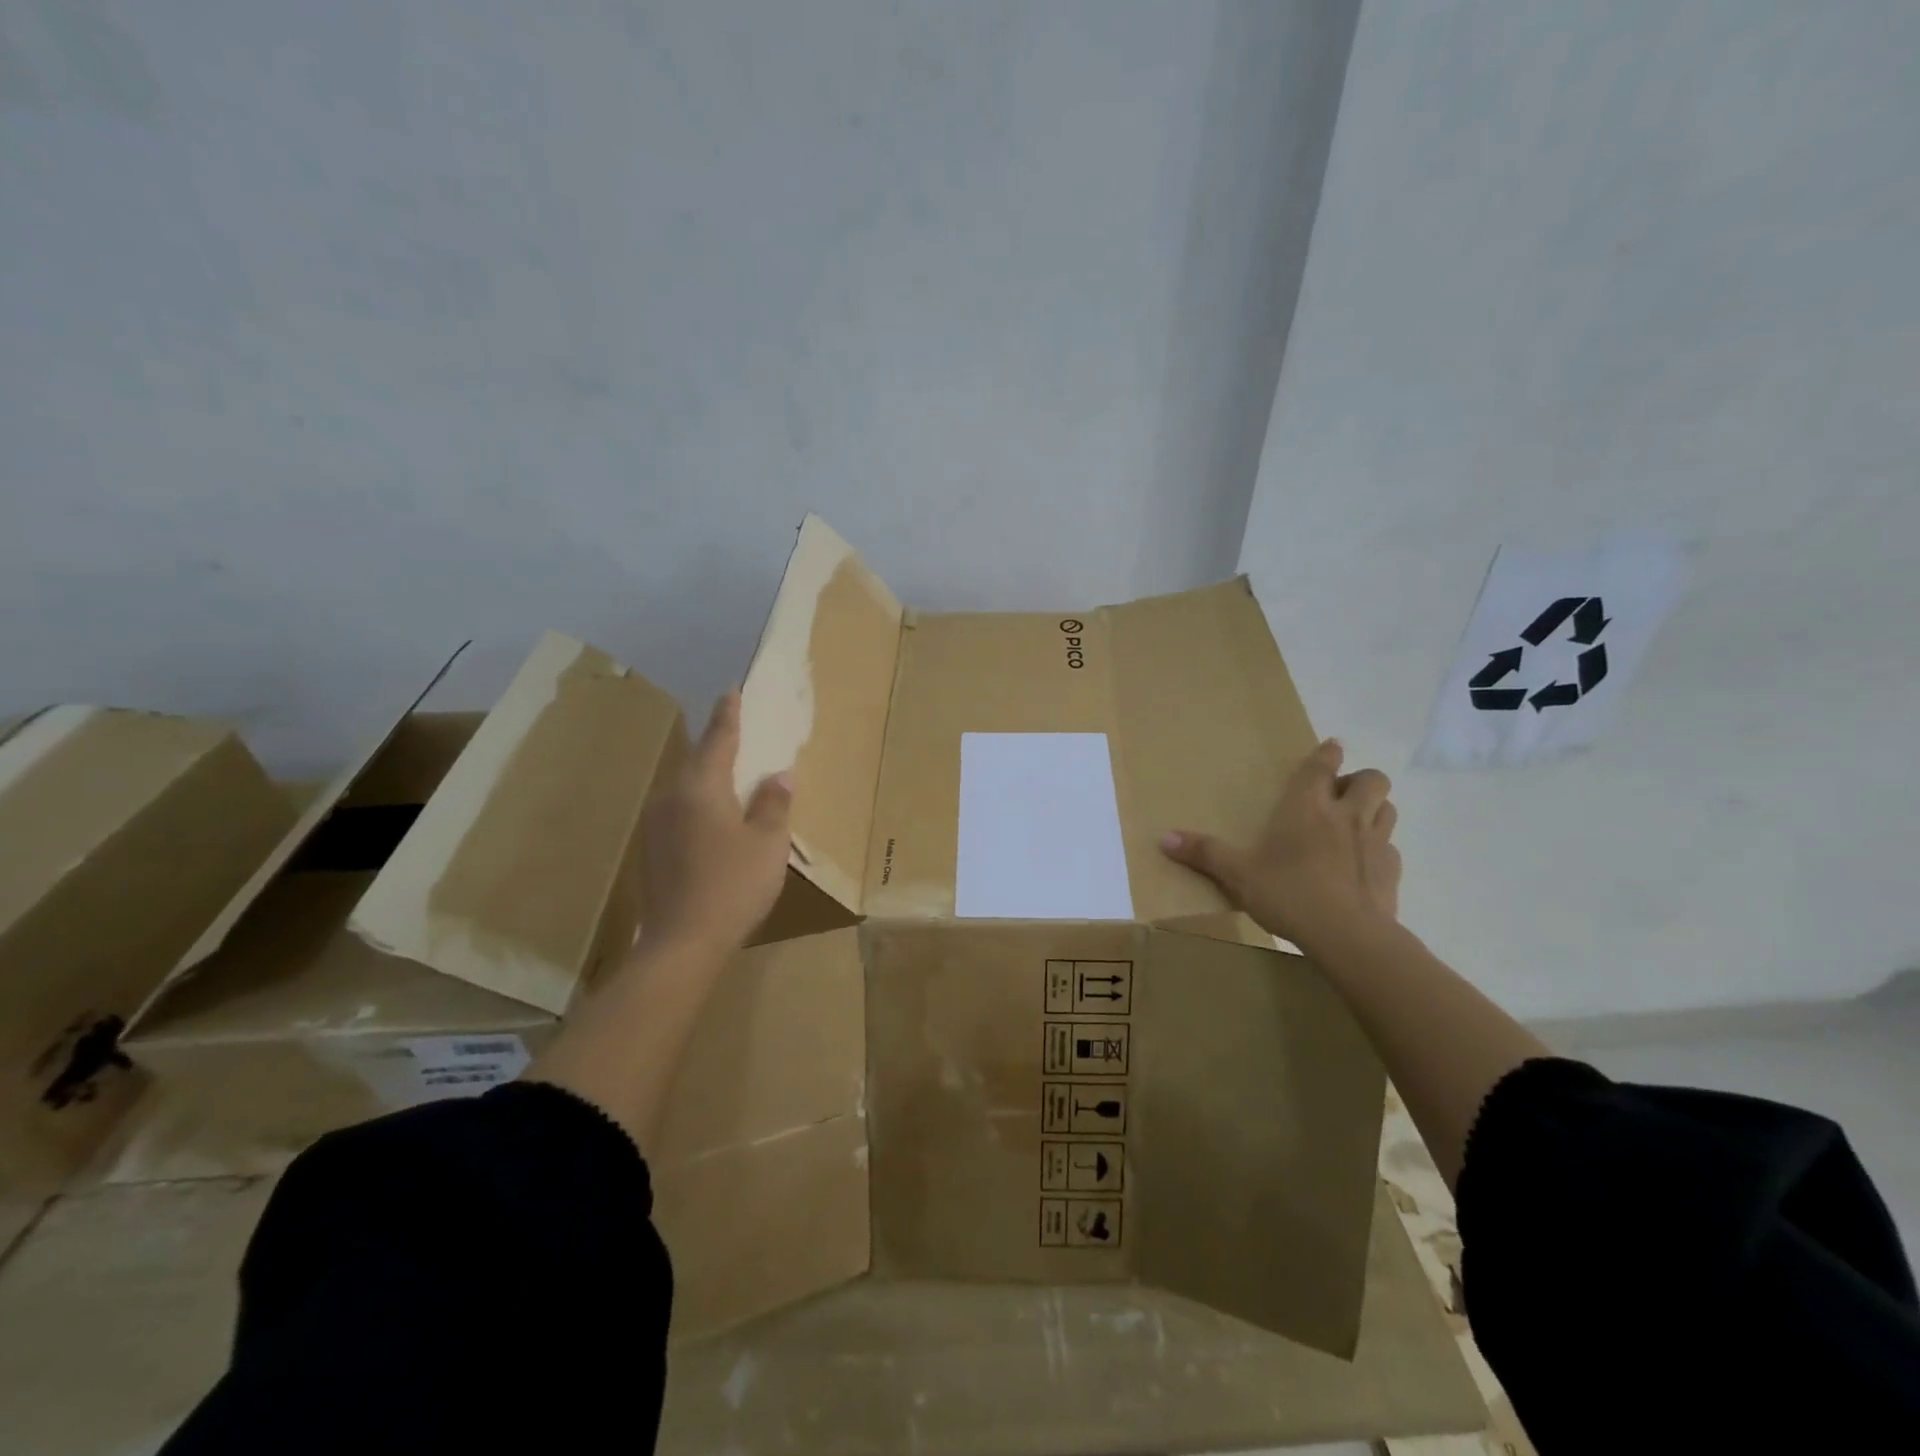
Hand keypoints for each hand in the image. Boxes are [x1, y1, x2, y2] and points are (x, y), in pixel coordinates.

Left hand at [639, 691, 792, 954]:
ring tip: (731, 771)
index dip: (728, 716)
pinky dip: (701, 803)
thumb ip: (773, 804)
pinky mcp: (653, 850)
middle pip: (697, 762)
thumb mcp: (767, 843)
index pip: (718, 740)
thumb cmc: (733, 885)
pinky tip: (716, 816)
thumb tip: (778, 776)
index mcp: (701, 788)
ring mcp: (657, 825)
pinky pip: (681, 811)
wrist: (682, 943)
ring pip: (687, 788)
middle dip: (717, 745)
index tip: (732, 691)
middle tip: (736, 729)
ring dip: (709, 776)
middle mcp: (671, 798)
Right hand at [1160, 739, 1401, 950]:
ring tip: (1354, 824)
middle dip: (1360, 779)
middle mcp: (1345, 814)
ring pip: (1388, 808)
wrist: (1348, 936)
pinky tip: (1362, 866)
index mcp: (1307, 806)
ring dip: (1375, 809)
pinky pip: (1390, 848)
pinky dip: (1379, 850)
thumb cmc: (1288, 893)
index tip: (1332, 747)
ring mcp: (1375, 842)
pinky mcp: (1392, 871)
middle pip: (1372, 779)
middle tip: (1340, 795)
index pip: (1323, 765)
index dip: (1328, 753)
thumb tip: (1163, 837)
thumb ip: (1204, 853)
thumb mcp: (1238, 874)